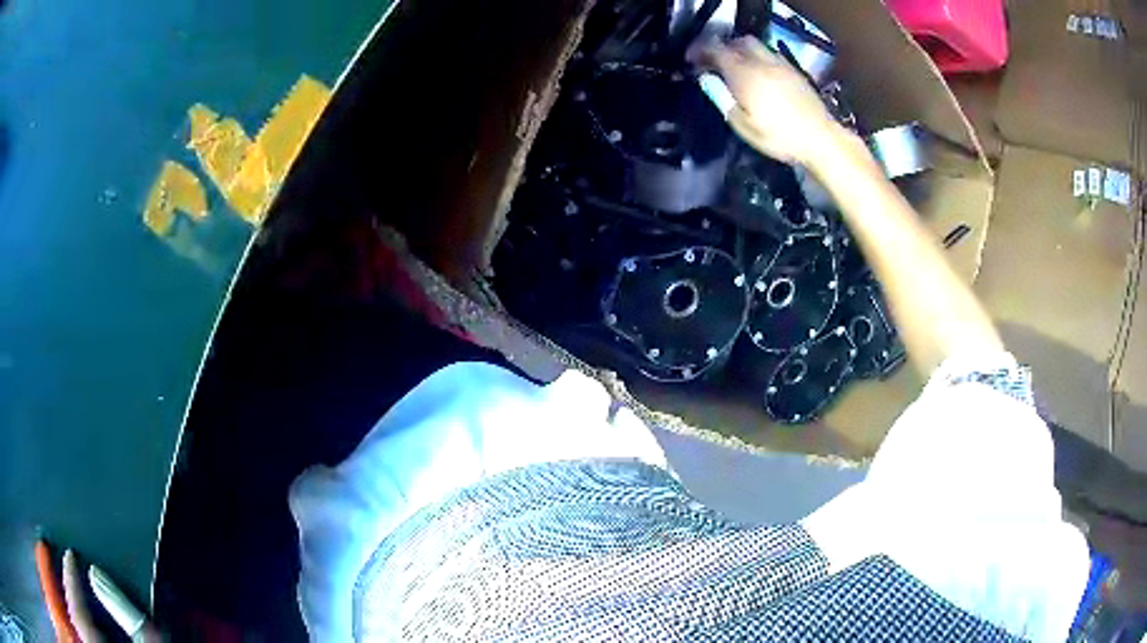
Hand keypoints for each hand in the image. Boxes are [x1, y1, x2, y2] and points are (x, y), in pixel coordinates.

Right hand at [690, 36, 839, 165]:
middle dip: (723, 48)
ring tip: (737, 67)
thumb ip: (723, 99)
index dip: (700, 52)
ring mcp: (781, 65)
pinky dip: (759, 59)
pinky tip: (759, 75)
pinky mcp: (795, 72)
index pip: (716, 50)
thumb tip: (709, 80)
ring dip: (742, 51)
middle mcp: (762, 62)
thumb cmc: (780, 137)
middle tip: (715, 62)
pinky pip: (771, 55)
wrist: (821, 140)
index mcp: (745, 74)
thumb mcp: (743, 126)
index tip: (692, 61)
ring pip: (756, 46)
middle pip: (738, 41)